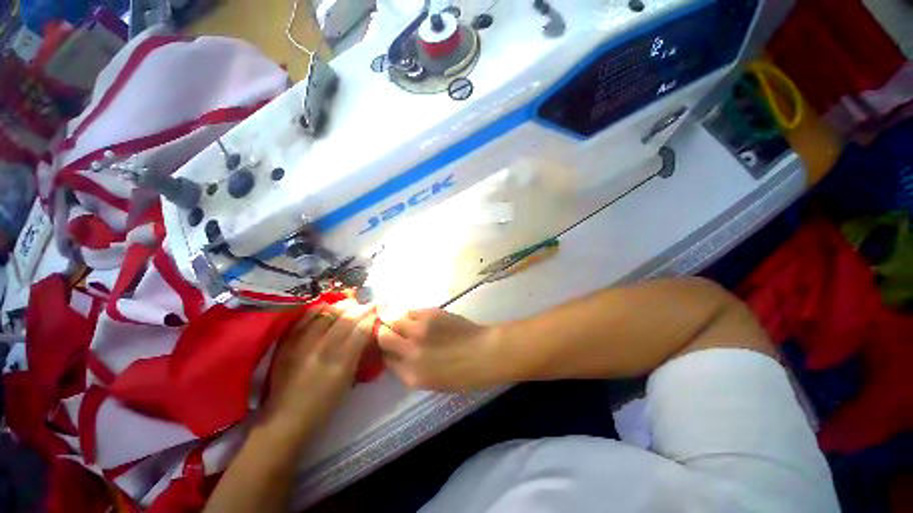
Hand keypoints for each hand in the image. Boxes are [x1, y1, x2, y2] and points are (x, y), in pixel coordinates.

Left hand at [261, 301, 376, 441]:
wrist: (285, 417)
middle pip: (347, 318)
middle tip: (369, 303)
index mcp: (342, 362)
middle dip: (362, 307)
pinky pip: (306, 317)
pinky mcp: (289, 342)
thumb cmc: (324, 404)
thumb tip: (368, 333)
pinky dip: (319, 309)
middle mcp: (323, 349)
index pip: (362, 330)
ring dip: (343, 305)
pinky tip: (327, 306)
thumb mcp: (348, 381)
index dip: (372, 316)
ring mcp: (303, 343)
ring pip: (328, 314)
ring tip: (351, 303)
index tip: (379, 308)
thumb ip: (358, 354)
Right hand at [376, 308, 503, 390]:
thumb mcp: (431, 382)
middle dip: (382, 332)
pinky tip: (417, 317)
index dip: (385, 351)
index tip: (388, 347)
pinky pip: (410, 311)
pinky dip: (409, 314)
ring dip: (394, 319)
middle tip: (389, 329)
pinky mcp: (430, 314)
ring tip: (402, 320)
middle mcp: (410, 351)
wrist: (484, 352)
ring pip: (393, 318)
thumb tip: (396, 355)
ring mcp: (420, 329)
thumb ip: (408, 370)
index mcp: (411, 375)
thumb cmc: (462, 373)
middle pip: (382, 336)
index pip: (385, 359)